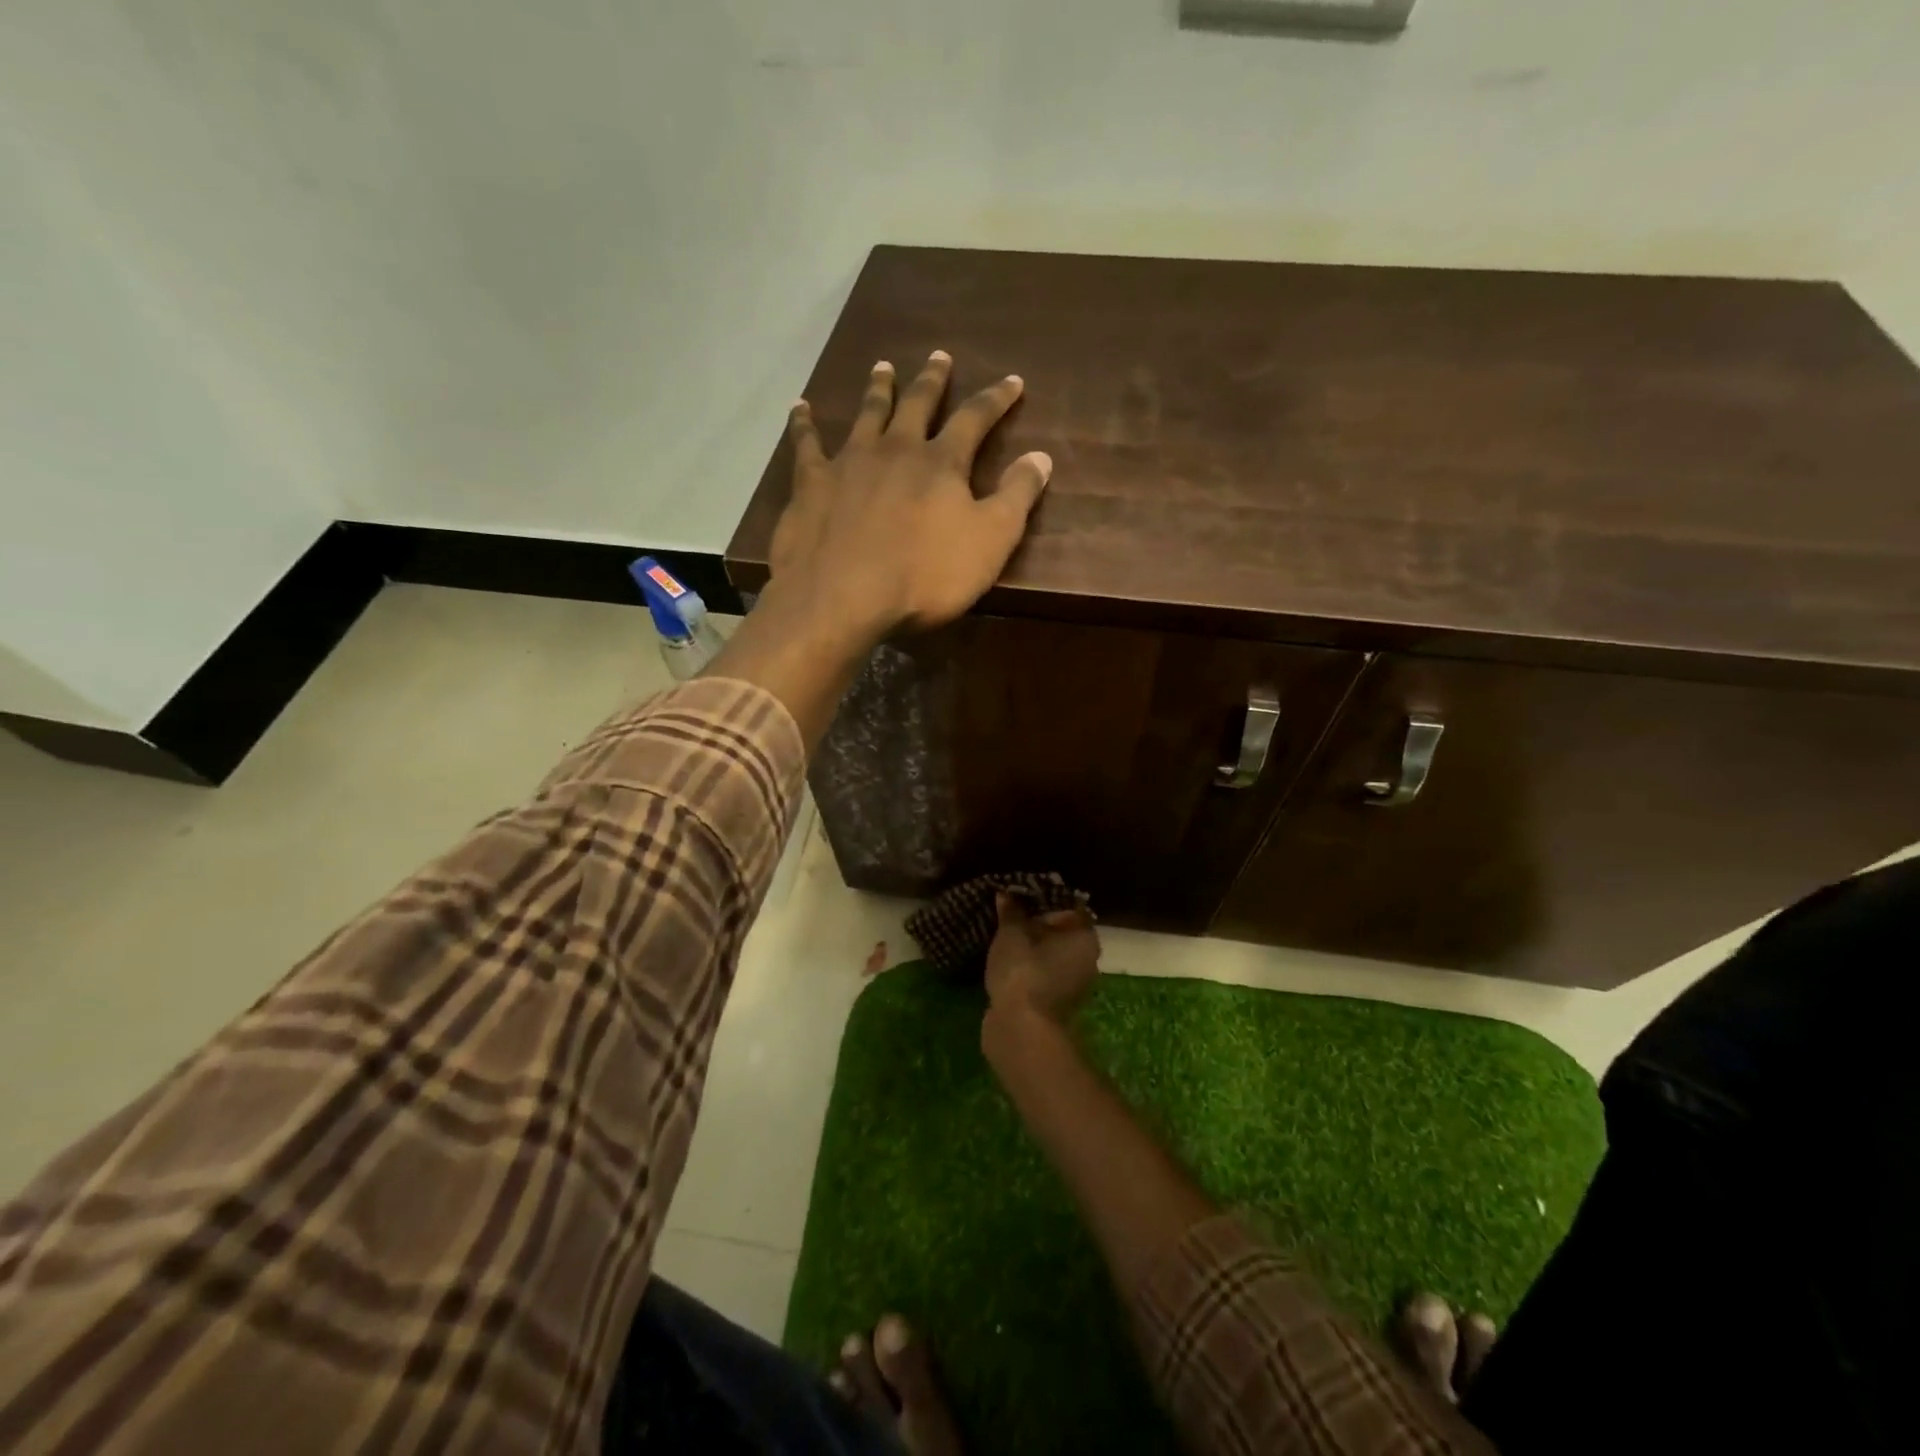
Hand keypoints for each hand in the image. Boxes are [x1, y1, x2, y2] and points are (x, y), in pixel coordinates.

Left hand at [770, 351, 1052, 637]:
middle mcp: (895, 450)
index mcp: (941, 463)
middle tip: (939, 356)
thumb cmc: (925, 576)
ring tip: (883, 367)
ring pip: (867, 414)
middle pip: (917, 404)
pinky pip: (806, 444)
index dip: (997, 399)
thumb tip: (1042, 455)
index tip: (1012, 380)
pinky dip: (804, 424)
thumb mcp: (991, 541)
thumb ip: (1017, 496)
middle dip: (933, 380)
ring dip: (878, 389)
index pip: (975, 419)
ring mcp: (849, 462)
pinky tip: (800, 408)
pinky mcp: (811, 484)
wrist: (843, 597)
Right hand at [985, 892, 1099, 1027]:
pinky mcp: (1053, 1003)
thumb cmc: (1023, 973)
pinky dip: (1026, 967)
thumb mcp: (1011, 935)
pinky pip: (1040, 974)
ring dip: (1030, 946)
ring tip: (1002, 933)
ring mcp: (1071, 985)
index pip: (1071, 908)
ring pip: (1050, 955)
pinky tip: (1004, 960)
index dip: (1046, 898)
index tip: (1022, 892)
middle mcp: (1086, 960)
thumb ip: (1010, 912)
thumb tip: (1006, 893)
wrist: (1021, 1032)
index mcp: (1085, 939)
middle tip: (1008, 911)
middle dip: (1036, 922)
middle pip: (1061, 932)